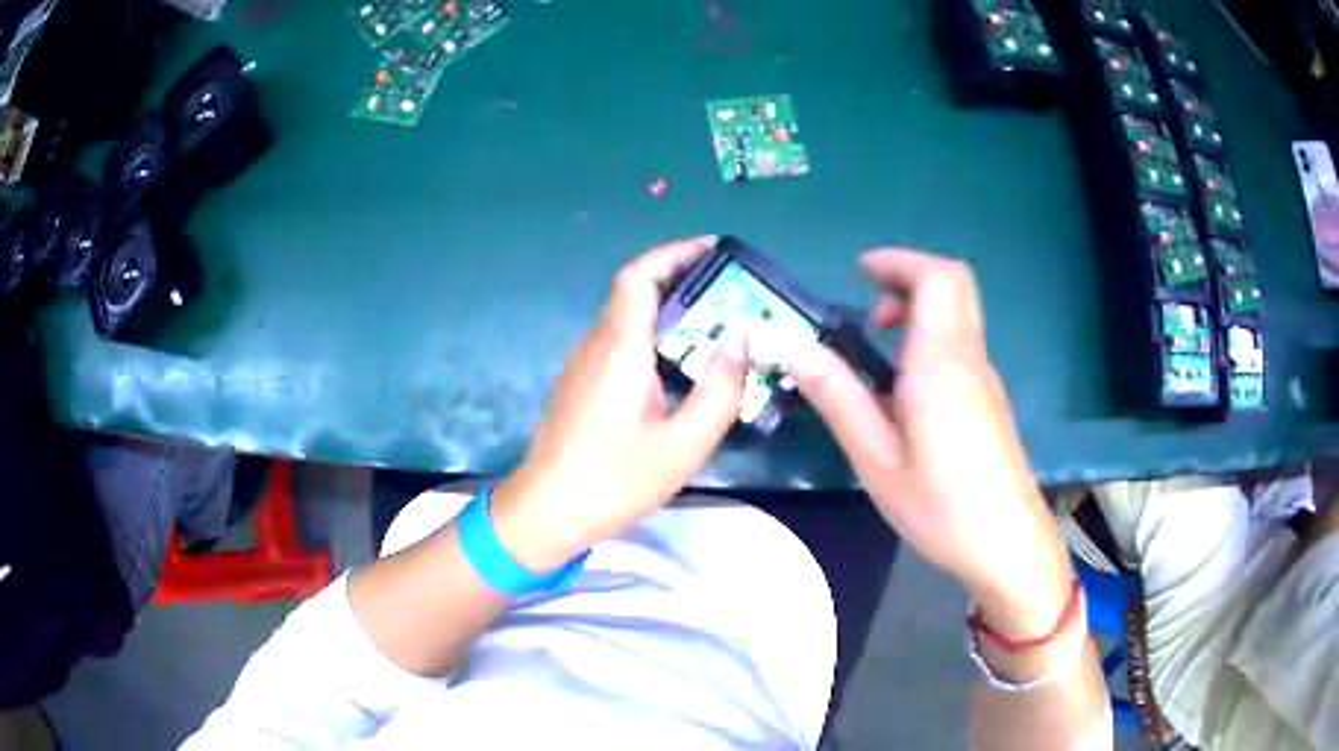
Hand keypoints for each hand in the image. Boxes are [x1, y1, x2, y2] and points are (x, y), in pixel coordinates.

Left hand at [491, 237, 749, 571]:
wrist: (545, 512)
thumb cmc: (614, 481)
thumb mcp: (683, 446)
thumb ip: (719, 390)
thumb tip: (740, 338)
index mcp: (620, 349)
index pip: (639, 276)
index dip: (674, 253)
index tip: (713, 249)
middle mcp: (595, 345)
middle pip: (634, 292)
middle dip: (680, 279)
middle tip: (728, 294)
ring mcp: (581, 364)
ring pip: (625, 318)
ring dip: (666, 311)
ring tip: (712, 329)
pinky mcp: (578, 384)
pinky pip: (617, 344)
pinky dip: (650, 337)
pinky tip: (675, 369)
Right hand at [788, 249, 1071, 633]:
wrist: (1008, 546)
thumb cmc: (941, 506)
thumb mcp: (876, 459)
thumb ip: (838, 398)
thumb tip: (796, 349)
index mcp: (941, 363)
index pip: (936, 277)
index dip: (898, 262)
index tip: (859, 273)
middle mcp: (970, 358)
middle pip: (953, 284)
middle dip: (907, 279)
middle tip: (869, 314)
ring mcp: (986, 378)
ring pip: (959, 314)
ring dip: (919, 310)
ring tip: (879, 349)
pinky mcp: (990, 400)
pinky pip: (961, 344)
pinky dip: (930, 339)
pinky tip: (905, 389)